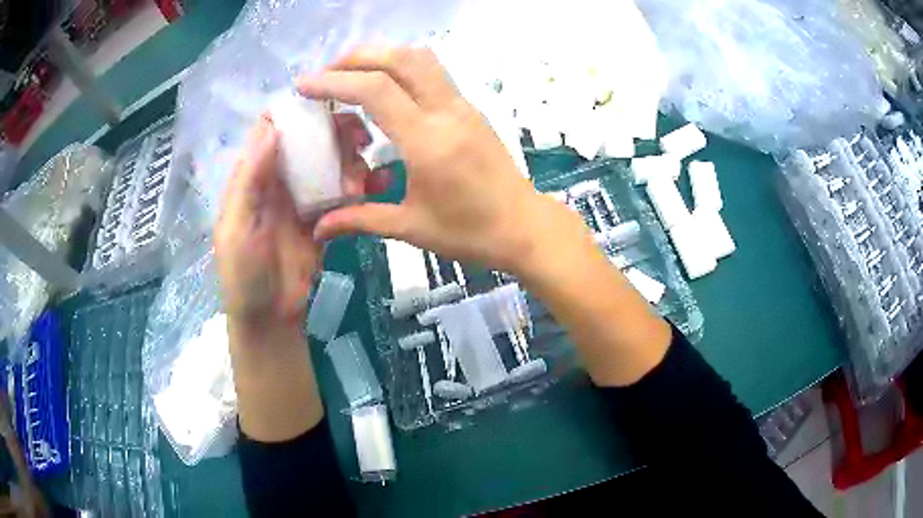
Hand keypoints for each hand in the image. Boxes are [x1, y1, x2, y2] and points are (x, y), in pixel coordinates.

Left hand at [215, 112, 373, 329]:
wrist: (271, 319)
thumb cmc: (244, 275)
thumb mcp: (237, 227)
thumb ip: (250, 179)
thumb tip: (273, 127)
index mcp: (255, 175)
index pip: (273, 129)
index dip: (296, 110)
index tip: (328, 100)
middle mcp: (281, 178)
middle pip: (309, 140)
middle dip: (335, 132)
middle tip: (361, 137)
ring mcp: (305, 197)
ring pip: (332, 163)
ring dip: (351, 162)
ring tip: (363, 180)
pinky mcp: (326, 217)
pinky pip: (346, 193)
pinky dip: (362, 188)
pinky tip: (375, 189)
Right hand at [299, 47, 562, 273]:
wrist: (524, 227)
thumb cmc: (471, 232)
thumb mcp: (411, 228)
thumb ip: (360, 220)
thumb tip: (319, 228)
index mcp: (428, 141)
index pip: (376, 91)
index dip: (335, 81)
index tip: (304, 85)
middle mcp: (447, 112)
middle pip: (401, 58)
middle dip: (358, 57)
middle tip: (327, 72)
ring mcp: (463, 106)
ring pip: (422, 59)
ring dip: (383, 56)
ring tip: (353, 74)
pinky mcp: (471, 109)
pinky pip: (433, 73)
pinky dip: (402, 68)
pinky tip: (384, 89)